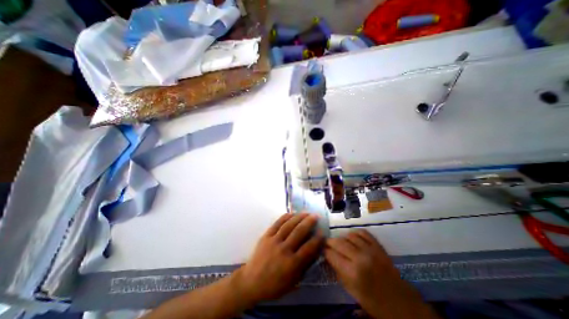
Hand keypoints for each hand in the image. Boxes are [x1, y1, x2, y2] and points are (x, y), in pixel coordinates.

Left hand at [233, 212, 323, 303]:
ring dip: (298, 217)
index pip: (308, 248)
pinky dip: (284, 217)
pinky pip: (276, 224)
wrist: (251, 281)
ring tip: (306, 212)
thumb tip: (314, 251)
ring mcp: (274, 241)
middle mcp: (284, 250)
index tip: (322, 231)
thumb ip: (304, 266)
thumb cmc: (274, 285)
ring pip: (288, 226)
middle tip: (316, 216)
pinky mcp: (266, 236)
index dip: (317, 239)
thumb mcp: (293, 282)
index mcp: (292, 264)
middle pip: (299, 232)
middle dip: (309, 222)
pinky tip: (291, 213)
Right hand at [324, 229, 438, 318]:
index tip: (322, 250)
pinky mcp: (378, 246)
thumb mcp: (352, 291)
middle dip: (329, 242)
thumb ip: (338, 272)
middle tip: (327, 244)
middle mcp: (360, 257)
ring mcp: (370, 250)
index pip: (331, 254)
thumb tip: (327, 258)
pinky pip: (362, 233)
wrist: (402, 303)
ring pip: (349, 235)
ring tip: (341, 243)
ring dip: (342, 238)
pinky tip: (353, 238)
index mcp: (352, 272)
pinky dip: (355, 233)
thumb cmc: (374, 302)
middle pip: (338, 242)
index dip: (324, 251)